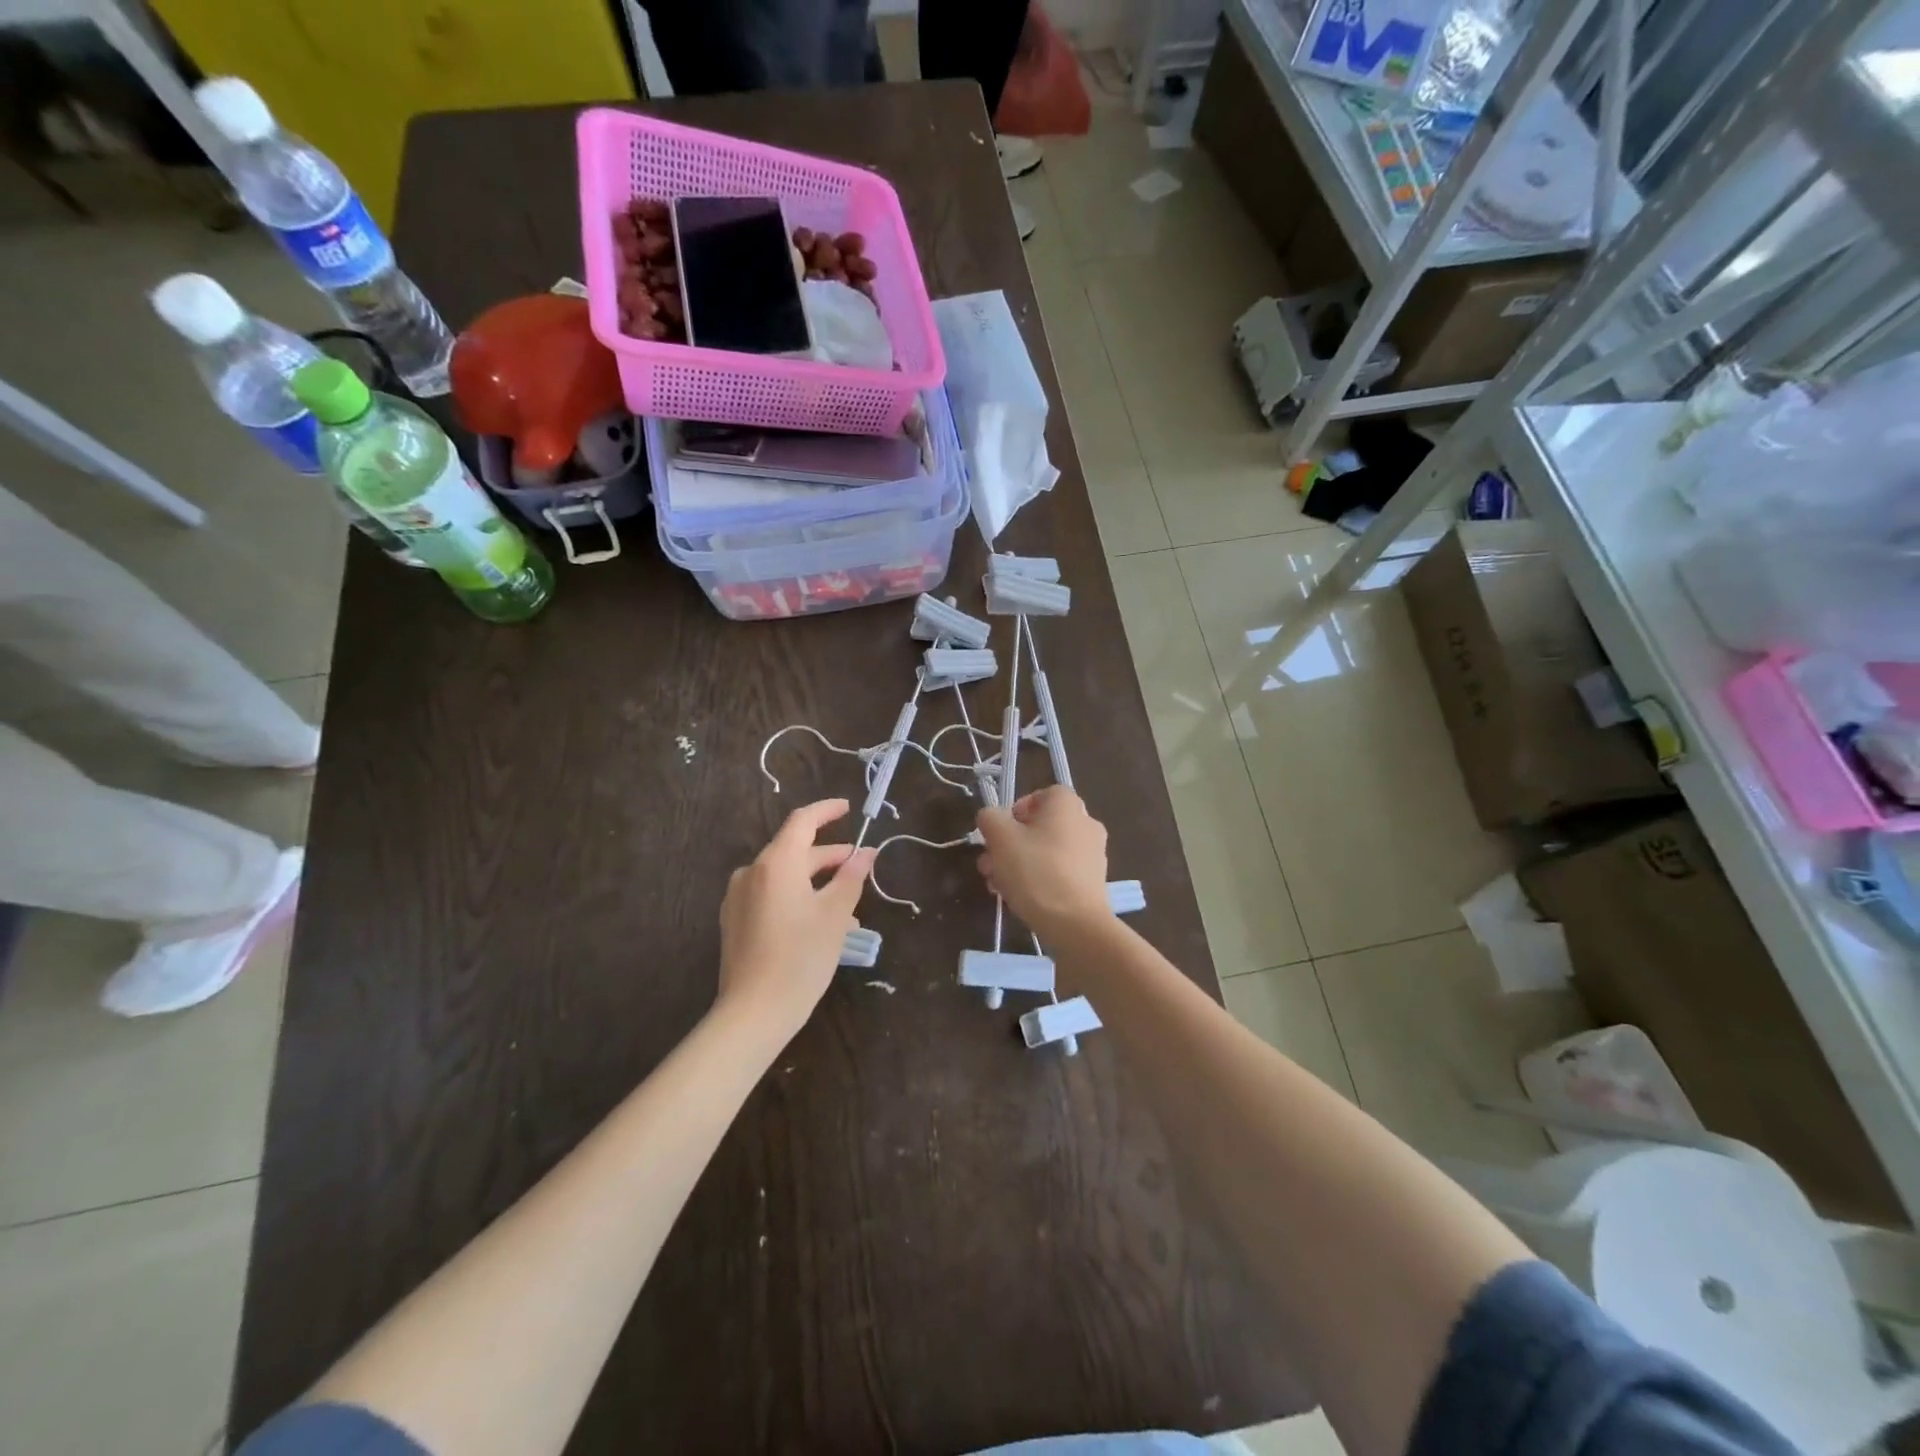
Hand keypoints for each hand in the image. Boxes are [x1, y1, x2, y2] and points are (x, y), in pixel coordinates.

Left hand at [718, 799, 875, 1037]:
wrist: (753, 1013)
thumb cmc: (801, 957)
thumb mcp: (835, 915)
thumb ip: (852, 877)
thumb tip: (867, 852)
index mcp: (776, 863)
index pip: (802, 821)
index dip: (827, 811)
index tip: (849, 809)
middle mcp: (752, 872)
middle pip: (793, 850)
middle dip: (828, 854)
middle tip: (858, 863)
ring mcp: (738, 898)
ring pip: (783, 875)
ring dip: (815, 880)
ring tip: (846, 900)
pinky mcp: (734, 921)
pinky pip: (770, 895)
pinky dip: (796, 895)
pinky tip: (818, 920)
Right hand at [975, 786, 1110, 937]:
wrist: (1075, 924)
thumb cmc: (1036, 871)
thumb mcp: (1001, 838)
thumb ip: (990, 818)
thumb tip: (991, 817)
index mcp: (1067, 805)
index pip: (1040, 795)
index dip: (1016, 810)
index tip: (1000, 832)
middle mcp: (1086, 823)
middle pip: (1040, 826)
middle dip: (1010, 843)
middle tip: (990, 864)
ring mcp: (1093, 854)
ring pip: (1046, 851)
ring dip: (1019, 863)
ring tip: (997, 885)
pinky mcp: (1093, 882)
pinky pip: (1059, 871)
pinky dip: (1039, 879)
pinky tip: (1020, 898)